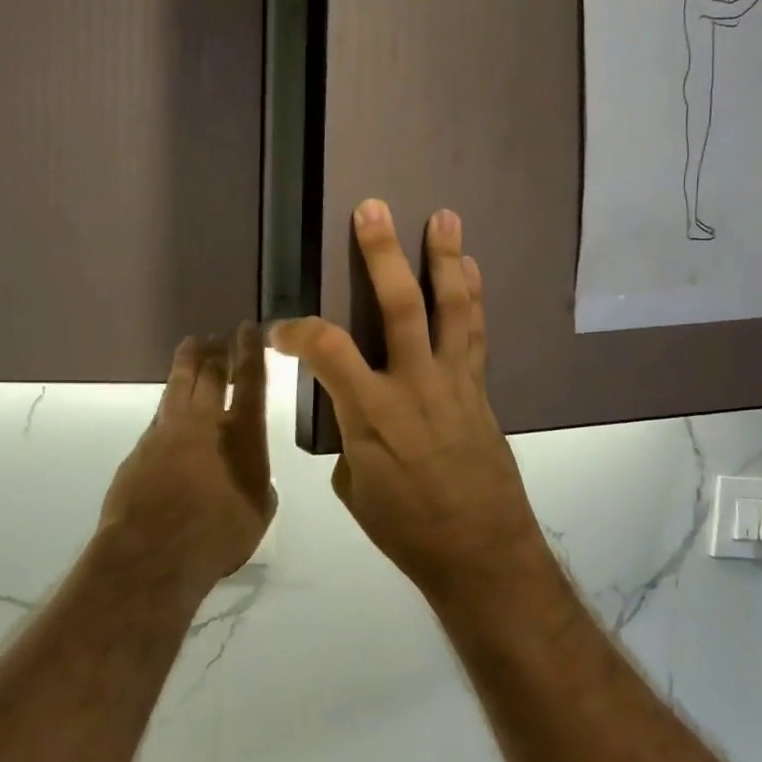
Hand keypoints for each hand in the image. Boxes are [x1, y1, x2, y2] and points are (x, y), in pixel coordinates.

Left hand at [100, 321, 275, 593]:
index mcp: (242, 434)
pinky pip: (158, 416)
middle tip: (218, 336)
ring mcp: (166, 432)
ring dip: (187, 363)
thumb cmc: (217, 536)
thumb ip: (259, 483)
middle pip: (209, 374)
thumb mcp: (258, 511)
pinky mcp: (139, 449)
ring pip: (178, 385)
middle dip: (216, 351)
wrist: (150, 555)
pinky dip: (169, 404)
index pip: (249, 380)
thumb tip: (252, 474)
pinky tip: (170, 407)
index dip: (250, 351)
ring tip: (191, 346)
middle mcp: (204, 422)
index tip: (247, 328)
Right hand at [271, 201, 544, 598]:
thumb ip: (351, 436)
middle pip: (399, 305)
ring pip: (451, 309)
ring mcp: (453, 382)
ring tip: (445, 216)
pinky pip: (475, 334)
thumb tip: (354, 410)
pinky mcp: (480, 390)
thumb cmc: (407, 528)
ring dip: (446, 259)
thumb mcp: (356, 488)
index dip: (297, 330)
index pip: (326, 349)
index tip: (280, 330)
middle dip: (383, 254)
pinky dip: (473, 297)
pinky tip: (472, 268)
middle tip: (374, 209)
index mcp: (372, 413)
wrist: (481, 551)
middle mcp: (414, 385)